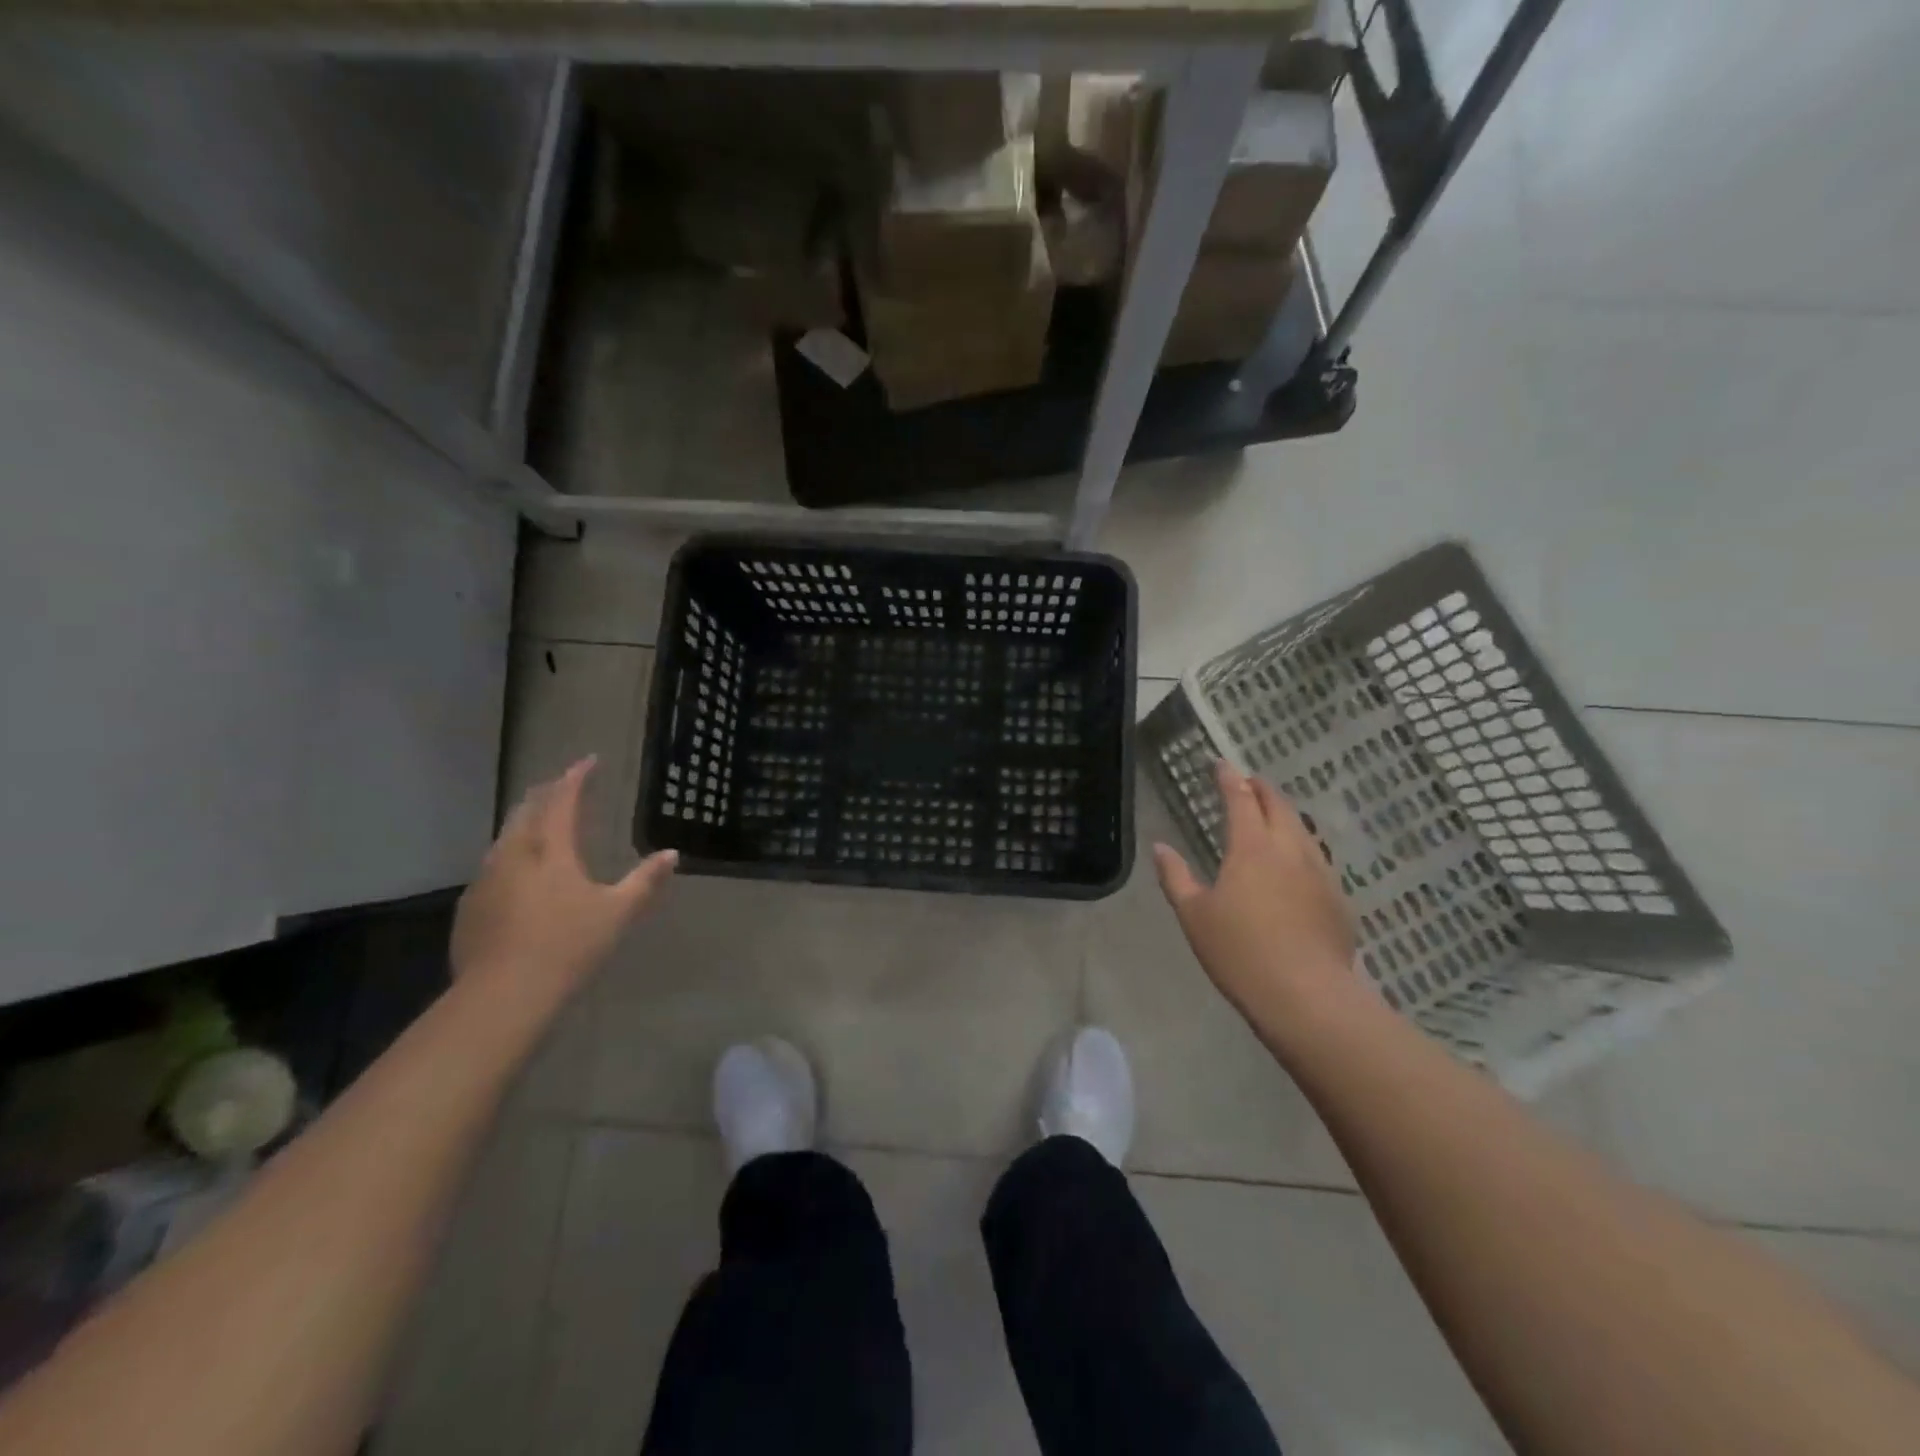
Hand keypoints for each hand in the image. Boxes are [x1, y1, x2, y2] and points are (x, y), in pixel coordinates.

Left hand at [450, 757, 676, 1013]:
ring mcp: (486, 881)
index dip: (576, 778)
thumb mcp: (618, 913)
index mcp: (551, 851)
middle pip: (526, 811)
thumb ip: (645, 881)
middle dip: (546, 793)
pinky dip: (510, 855)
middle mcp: (514, 856)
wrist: (502, 996)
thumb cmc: (568, 947)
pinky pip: (493, 866)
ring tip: (540, 822)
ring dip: (525, 822)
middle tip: (563, 786)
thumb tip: (671, 854)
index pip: (563, 801)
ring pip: (505, 838)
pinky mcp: (470, 907)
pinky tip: (517, 872)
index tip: (589, 761)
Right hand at [1153, 760, 1355, 1023]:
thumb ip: (1176, 877)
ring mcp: (1320, 873)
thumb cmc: (1239, 952)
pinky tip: (1297, 863)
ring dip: (1285, 814)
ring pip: (1303, 830)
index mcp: (1252, 848)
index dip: (1229, 778)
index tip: (1220, 763)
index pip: (1240, 799)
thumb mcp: (1194, 915)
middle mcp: (1289, 850)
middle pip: (1279, 806)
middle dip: (1262, 789)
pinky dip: (1301, 846)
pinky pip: (1317, 858)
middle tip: (1248, 781)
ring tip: (1273, 814)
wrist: (1306, 997)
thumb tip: (1160, 847)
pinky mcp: (1338, 899)